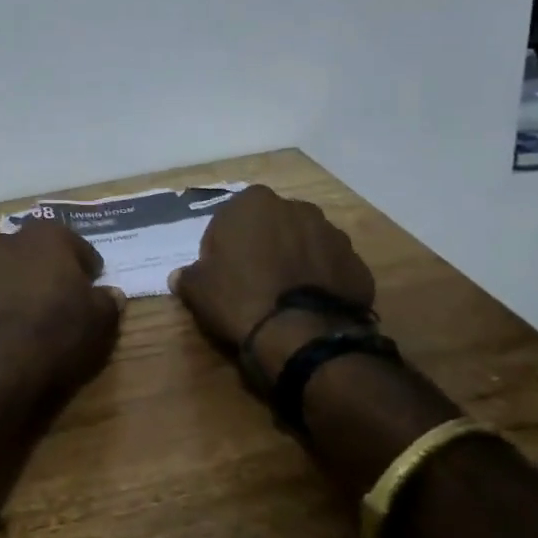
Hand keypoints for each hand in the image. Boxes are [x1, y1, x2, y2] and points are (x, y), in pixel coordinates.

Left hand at [0, 220, 123, 398]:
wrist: (5, 362)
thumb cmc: (61, 330)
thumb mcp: (100, 319)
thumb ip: (106, 301)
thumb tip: (112, 294)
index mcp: (48, 237)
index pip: (72, 241)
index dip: (84, 260)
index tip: (92, 279)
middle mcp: (10, 241)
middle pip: (23, 238)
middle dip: (34, 253)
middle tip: (48, 278)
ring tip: (11, 286)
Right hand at [169, 185, 375, 381]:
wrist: (302, 335)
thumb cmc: (240, 298)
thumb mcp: (198, 288)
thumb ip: (188, 275)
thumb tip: (179, 277)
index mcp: (254, 202)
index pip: (231, 218)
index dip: (224, 246)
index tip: (222, 272)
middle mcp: (297, 208)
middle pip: (272, 226)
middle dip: (264, 246)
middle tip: (253, 281)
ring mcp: (333, 234)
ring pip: (305, 244)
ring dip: (295, 261)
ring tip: (284, 297)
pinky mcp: (357, 264)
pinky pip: (331, 269)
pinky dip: (322, 281)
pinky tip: (309, 306)